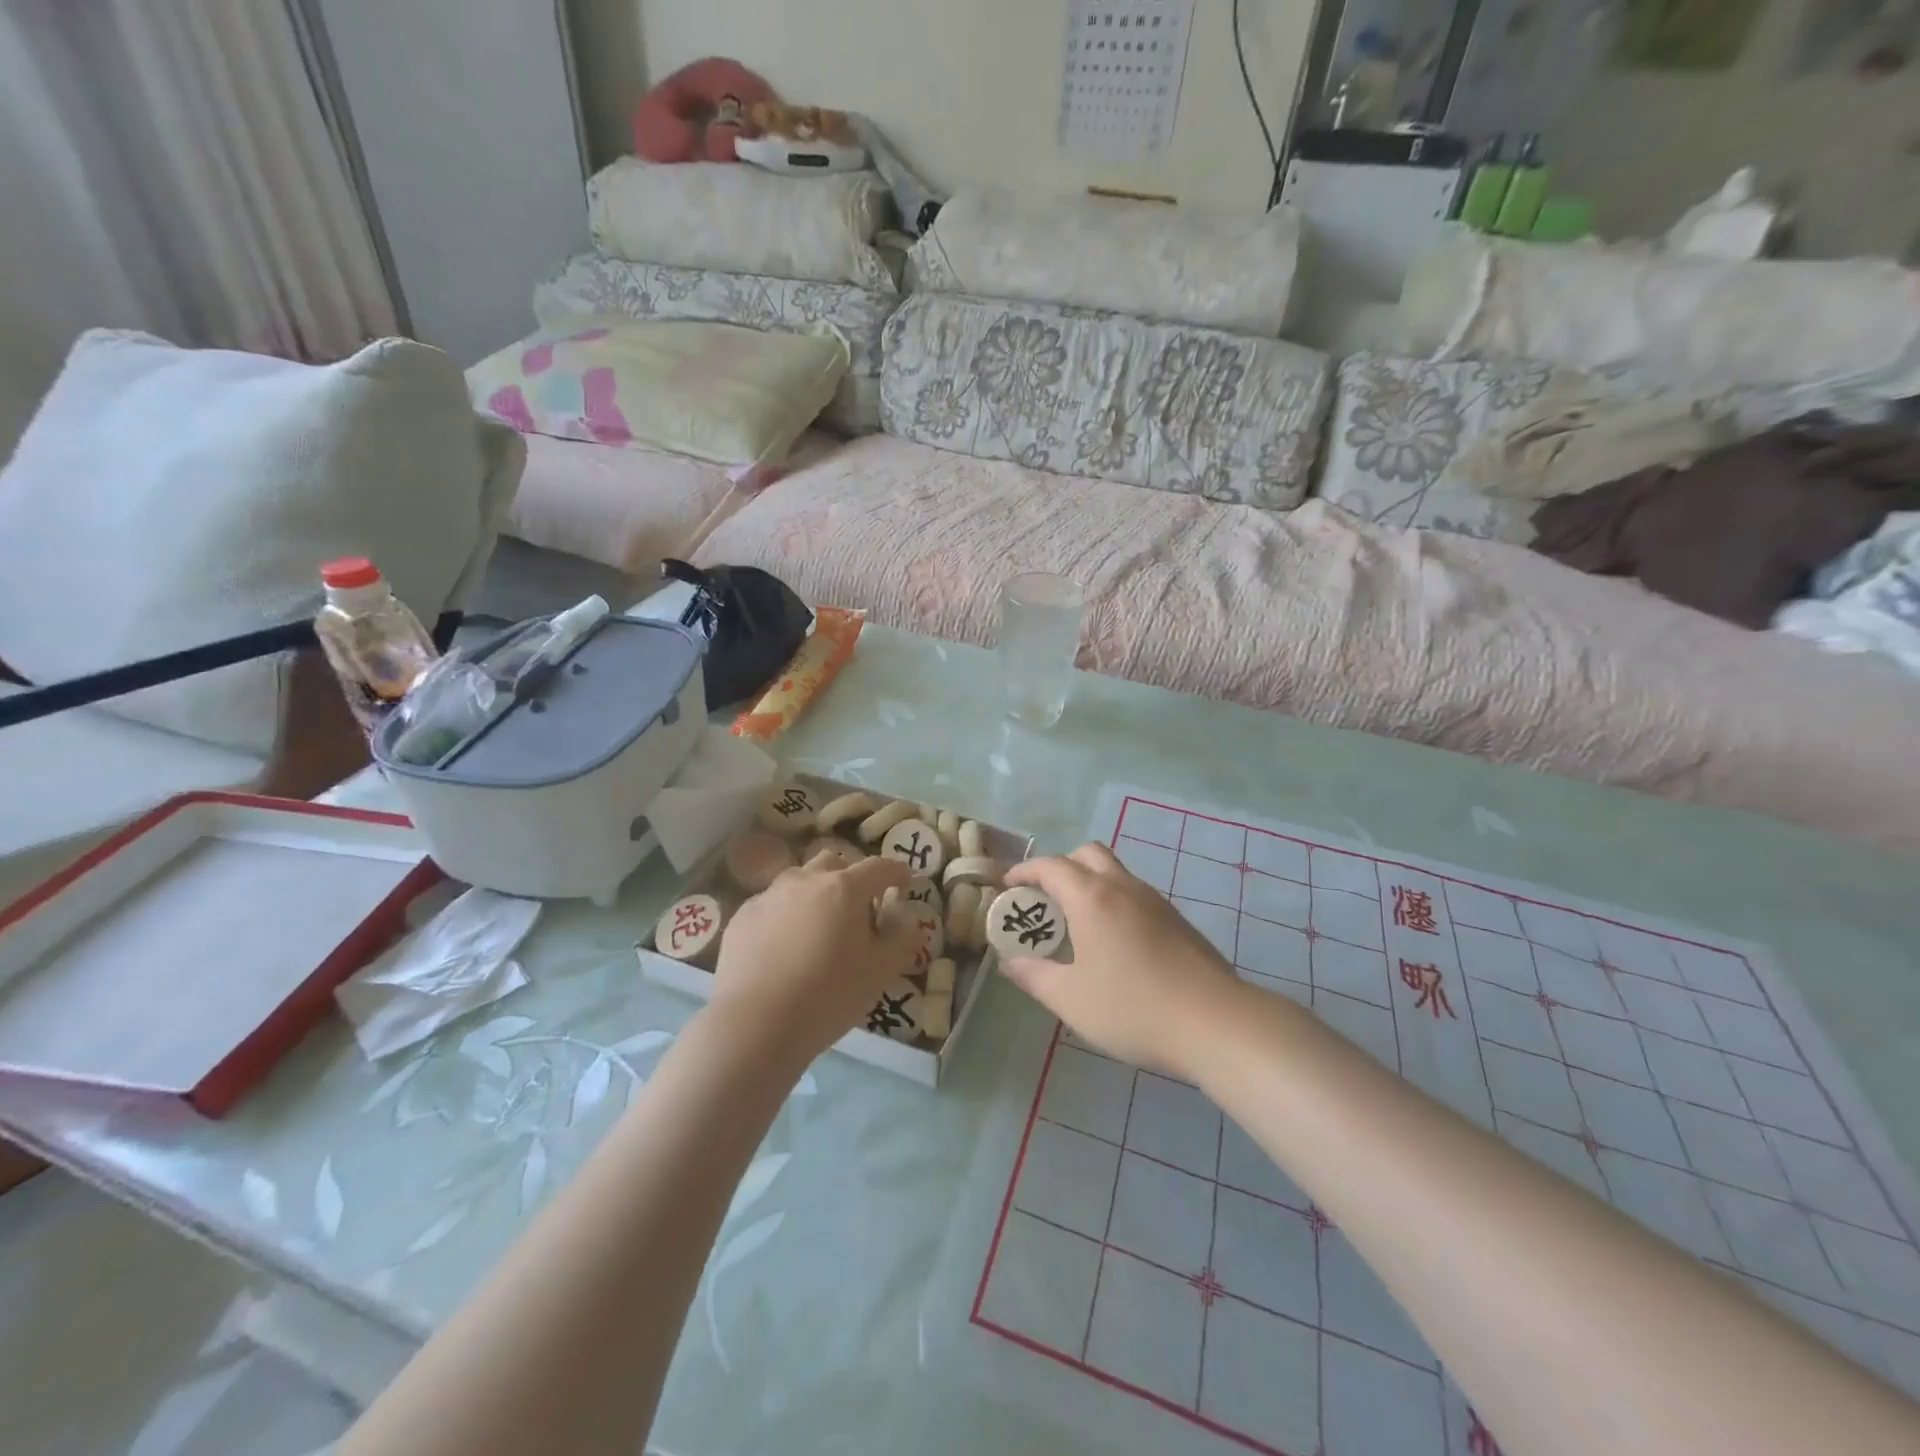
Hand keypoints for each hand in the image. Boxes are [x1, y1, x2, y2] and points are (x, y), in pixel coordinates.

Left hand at [709, 851, 919, 1060]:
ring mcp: (769, 895)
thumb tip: (907, 918)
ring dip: (815, 892)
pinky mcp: (742, 917)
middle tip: (859, 906)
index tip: (905, 882)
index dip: (896, 872)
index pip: (879, 867)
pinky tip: (784, 946)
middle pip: (834, 863)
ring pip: (798, 880)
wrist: (755, 1024)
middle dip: (850, 877)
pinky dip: (785, 915)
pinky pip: (771, 905)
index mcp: (844, 888)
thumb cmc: (829, 994)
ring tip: (818, 925)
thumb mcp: (880, 971)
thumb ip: (901, 938)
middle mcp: (805, 880)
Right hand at [1000, 844, 1248, 1076]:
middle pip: (1086, 854)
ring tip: (1075, 924)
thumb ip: (1034, 976)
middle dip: (1059, 868)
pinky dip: (1113, 901)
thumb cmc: (1133, 1008)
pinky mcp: (1176, 920)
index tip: (1008, 886)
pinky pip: (1134, 894)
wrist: (1216, 1023)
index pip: (1051, 866)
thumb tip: (1009, 962)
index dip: (1024, 871)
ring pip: (1115, 872)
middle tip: (1045, 901)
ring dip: (1089, 884)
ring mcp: (1155, 901)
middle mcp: (1123, 888)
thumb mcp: (1071, 999)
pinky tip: (1113, 943)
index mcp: (1092, 898)